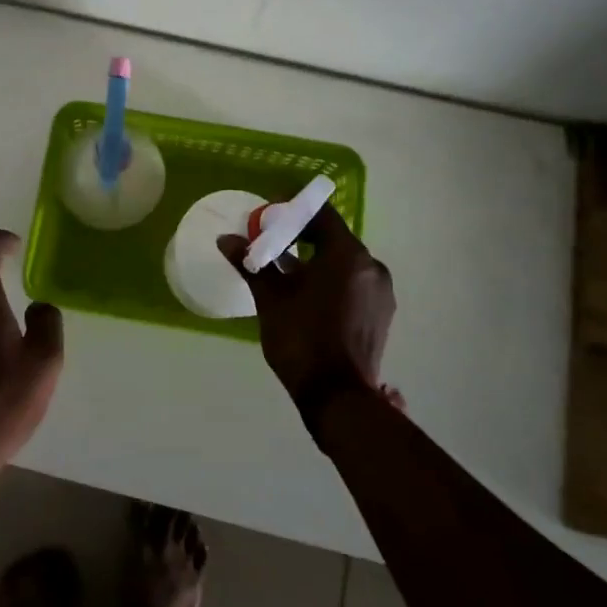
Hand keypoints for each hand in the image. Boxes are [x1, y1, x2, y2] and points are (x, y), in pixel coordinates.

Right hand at [218, 206, 395, 428]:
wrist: (337, 397)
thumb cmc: (301, 339)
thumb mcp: (270, 298)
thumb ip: (251, 263)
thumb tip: (226, 240)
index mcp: (347, 254)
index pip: (321, 214)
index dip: (292, 209)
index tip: (267, 216)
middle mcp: (371, 266)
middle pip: (332, 236)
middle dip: (300, 235)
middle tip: (270, 243)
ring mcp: (380, 291)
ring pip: (343, 261)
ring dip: (314, 259)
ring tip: (283, 271)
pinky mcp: (380, 313)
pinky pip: (352, 282)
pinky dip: (330, 279)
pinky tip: (306, 295)